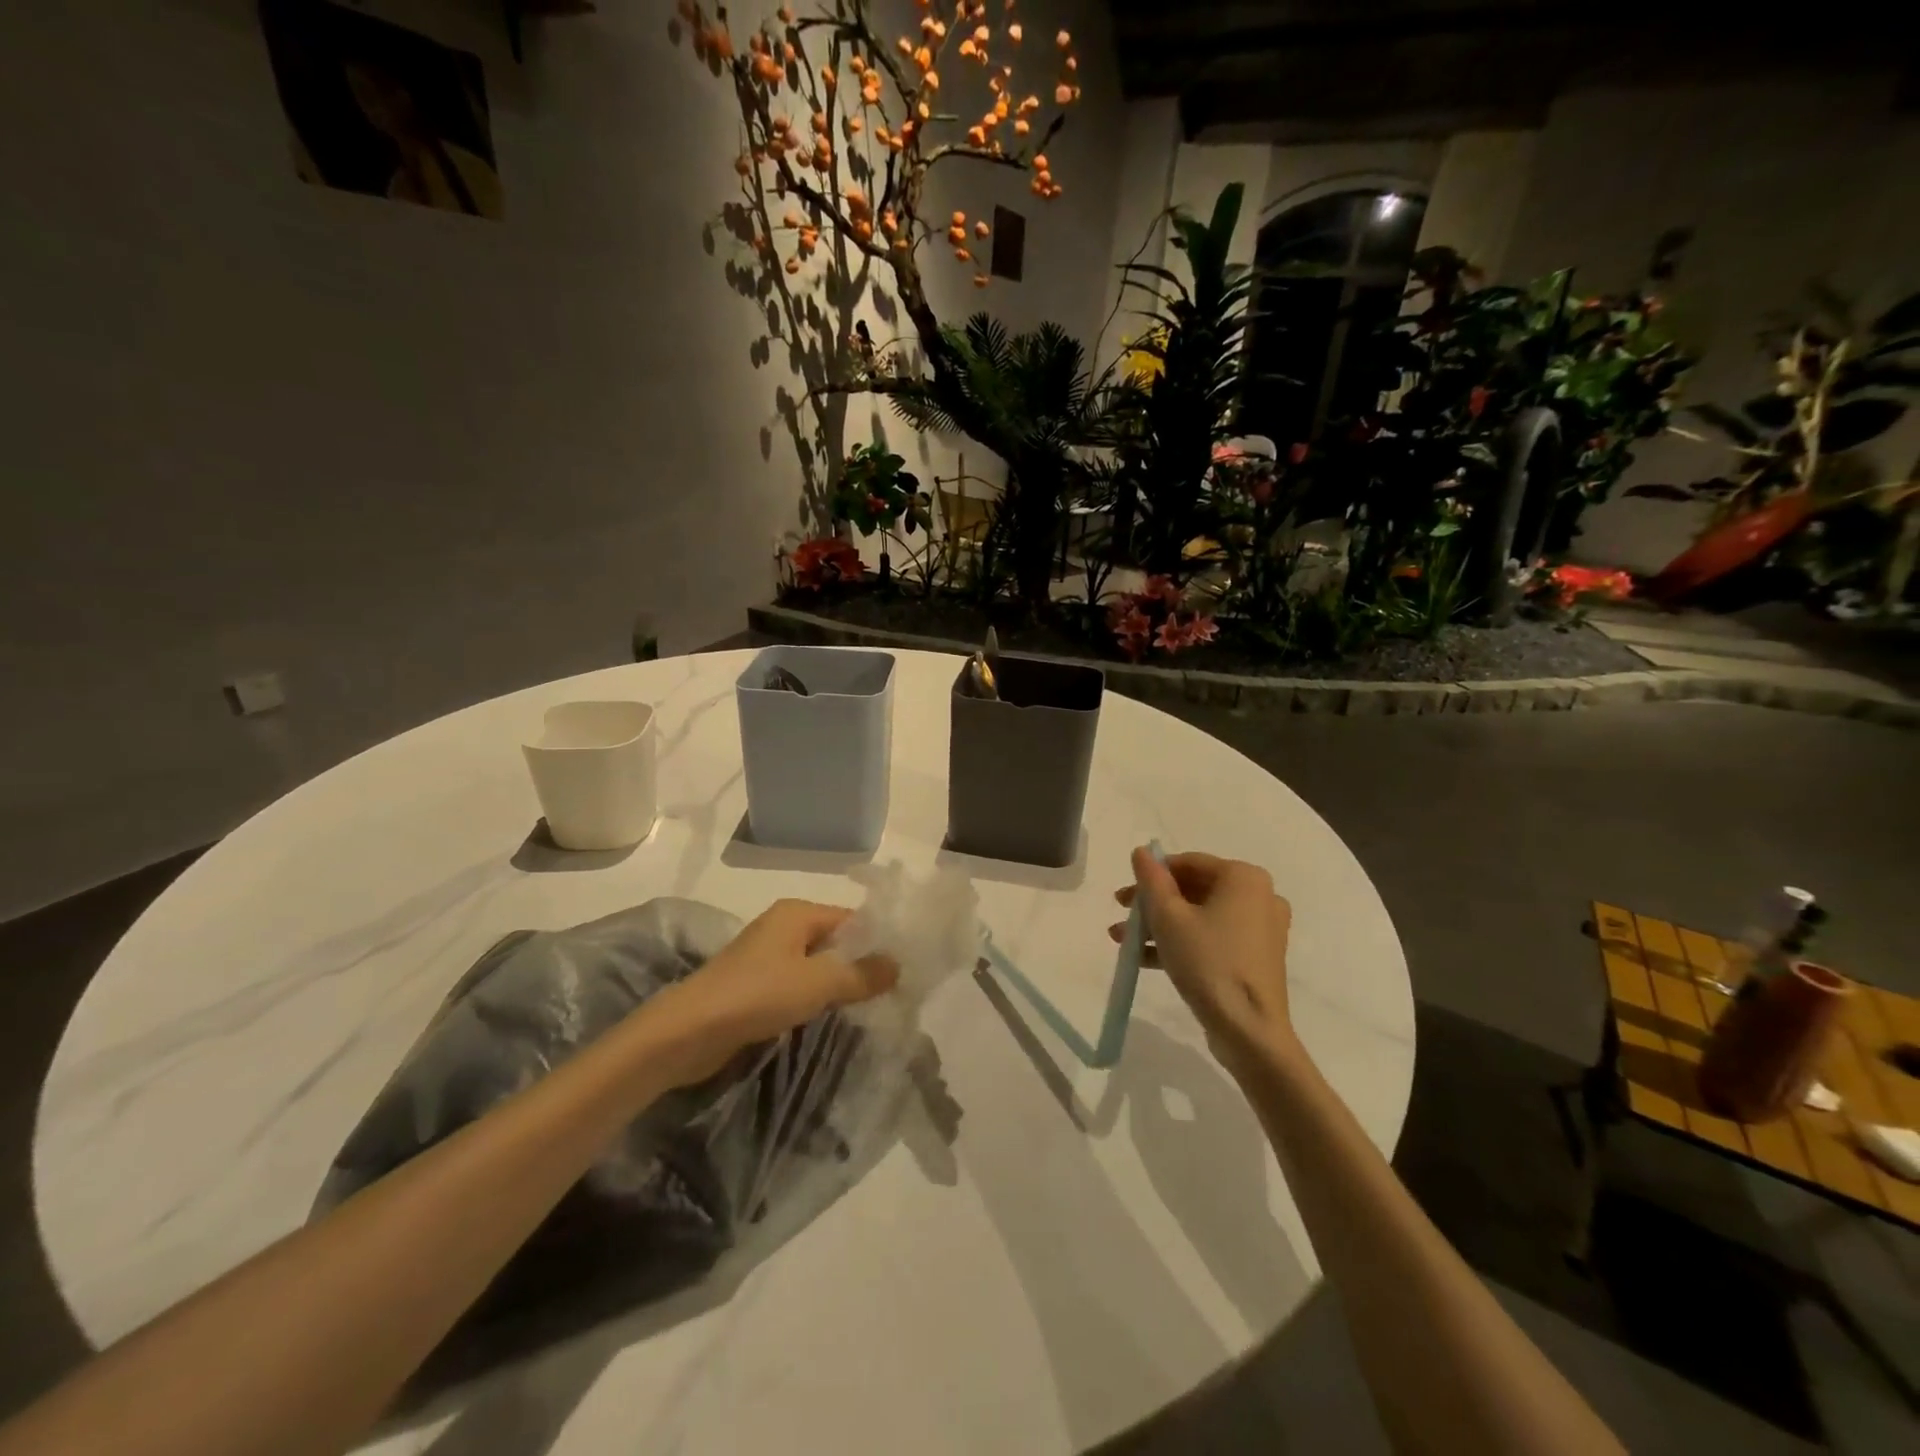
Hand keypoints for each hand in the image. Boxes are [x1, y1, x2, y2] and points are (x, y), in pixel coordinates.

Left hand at [660, 899, 898, 1085]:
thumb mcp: (819, 982)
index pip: (851, 919)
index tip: (903, 969)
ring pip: (816, 965)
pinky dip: (815, 998)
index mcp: (797, 913)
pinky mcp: (755, 986)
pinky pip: (797, 985)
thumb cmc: (757, 994)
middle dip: (860, 965)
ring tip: (868, 1008)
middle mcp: (782, 927)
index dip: (877, 941)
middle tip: (891, 992)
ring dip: (837, 984)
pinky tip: (830, 1017)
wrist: (688, 1032)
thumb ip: (862, 974)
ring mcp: (766, 957)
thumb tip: (898, 964)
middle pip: (834, 941)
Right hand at [1110, 847, 1296, 1074]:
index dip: (1150, 876)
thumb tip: (1142, 851)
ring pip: (1200, 916)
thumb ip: (1152, 880)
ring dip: (1161, 926)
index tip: (1122, 898)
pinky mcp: (1256, 958)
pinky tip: (1146, 959)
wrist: (1250, 1031)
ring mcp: (1261, 929)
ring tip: (1124, 942)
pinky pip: (1213, 938)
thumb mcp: (1168, 917)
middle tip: (1121, 917)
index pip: (1187, 863)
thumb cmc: (1208, 963)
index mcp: (1244, 878)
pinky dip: (1182, 943)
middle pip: (1193, 890)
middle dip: (1152, 905)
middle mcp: (1259, 896)